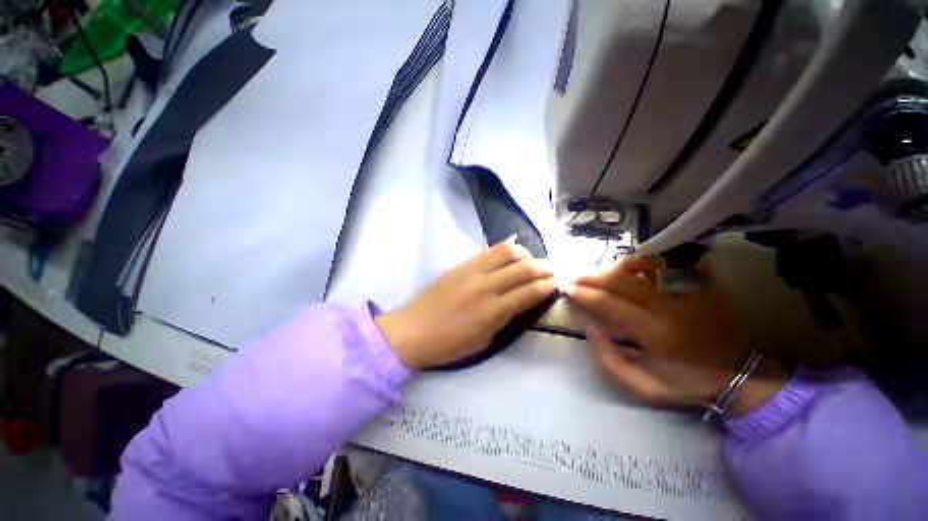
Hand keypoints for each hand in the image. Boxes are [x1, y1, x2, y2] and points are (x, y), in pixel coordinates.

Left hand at [376, 239, 556, 369]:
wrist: (413, 330)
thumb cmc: (450, 344)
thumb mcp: (485, 339)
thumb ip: (505, 318)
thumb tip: (521, 300)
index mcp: (493, 311)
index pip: (530, 292)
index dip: (547, 286)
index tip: (556, 283)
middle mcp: (486, 286)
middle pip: (523, 269)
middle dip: (543, 267)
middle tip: (551, 269)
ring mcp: (472, 271)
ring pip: (506, 252)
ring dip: (524, 254)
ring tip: (530, 259)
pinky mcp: (461, 264)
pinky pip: (487, 250)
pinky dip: (504, 247)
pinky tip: (512, 248)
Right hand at [566, 255, 784, 409]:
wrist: (739, 377)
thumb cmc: (686, 384)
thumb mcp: (642, 387)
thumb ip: (608, 358)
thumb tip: (589, 326)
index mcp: (656, 333)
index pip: (610, 304)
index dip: (585, 294)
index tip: (568, 290)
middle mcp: (673, 307)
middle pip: (624, 281)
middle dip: (594, 277)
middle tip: (577, 278)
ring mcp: (691, 292)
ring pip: (647, 265)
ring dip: (619, 266)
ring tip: (604, 272)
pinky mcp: (704, 284)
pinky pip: (673, 261)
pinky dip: (651, 259)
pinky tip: (636, 266)